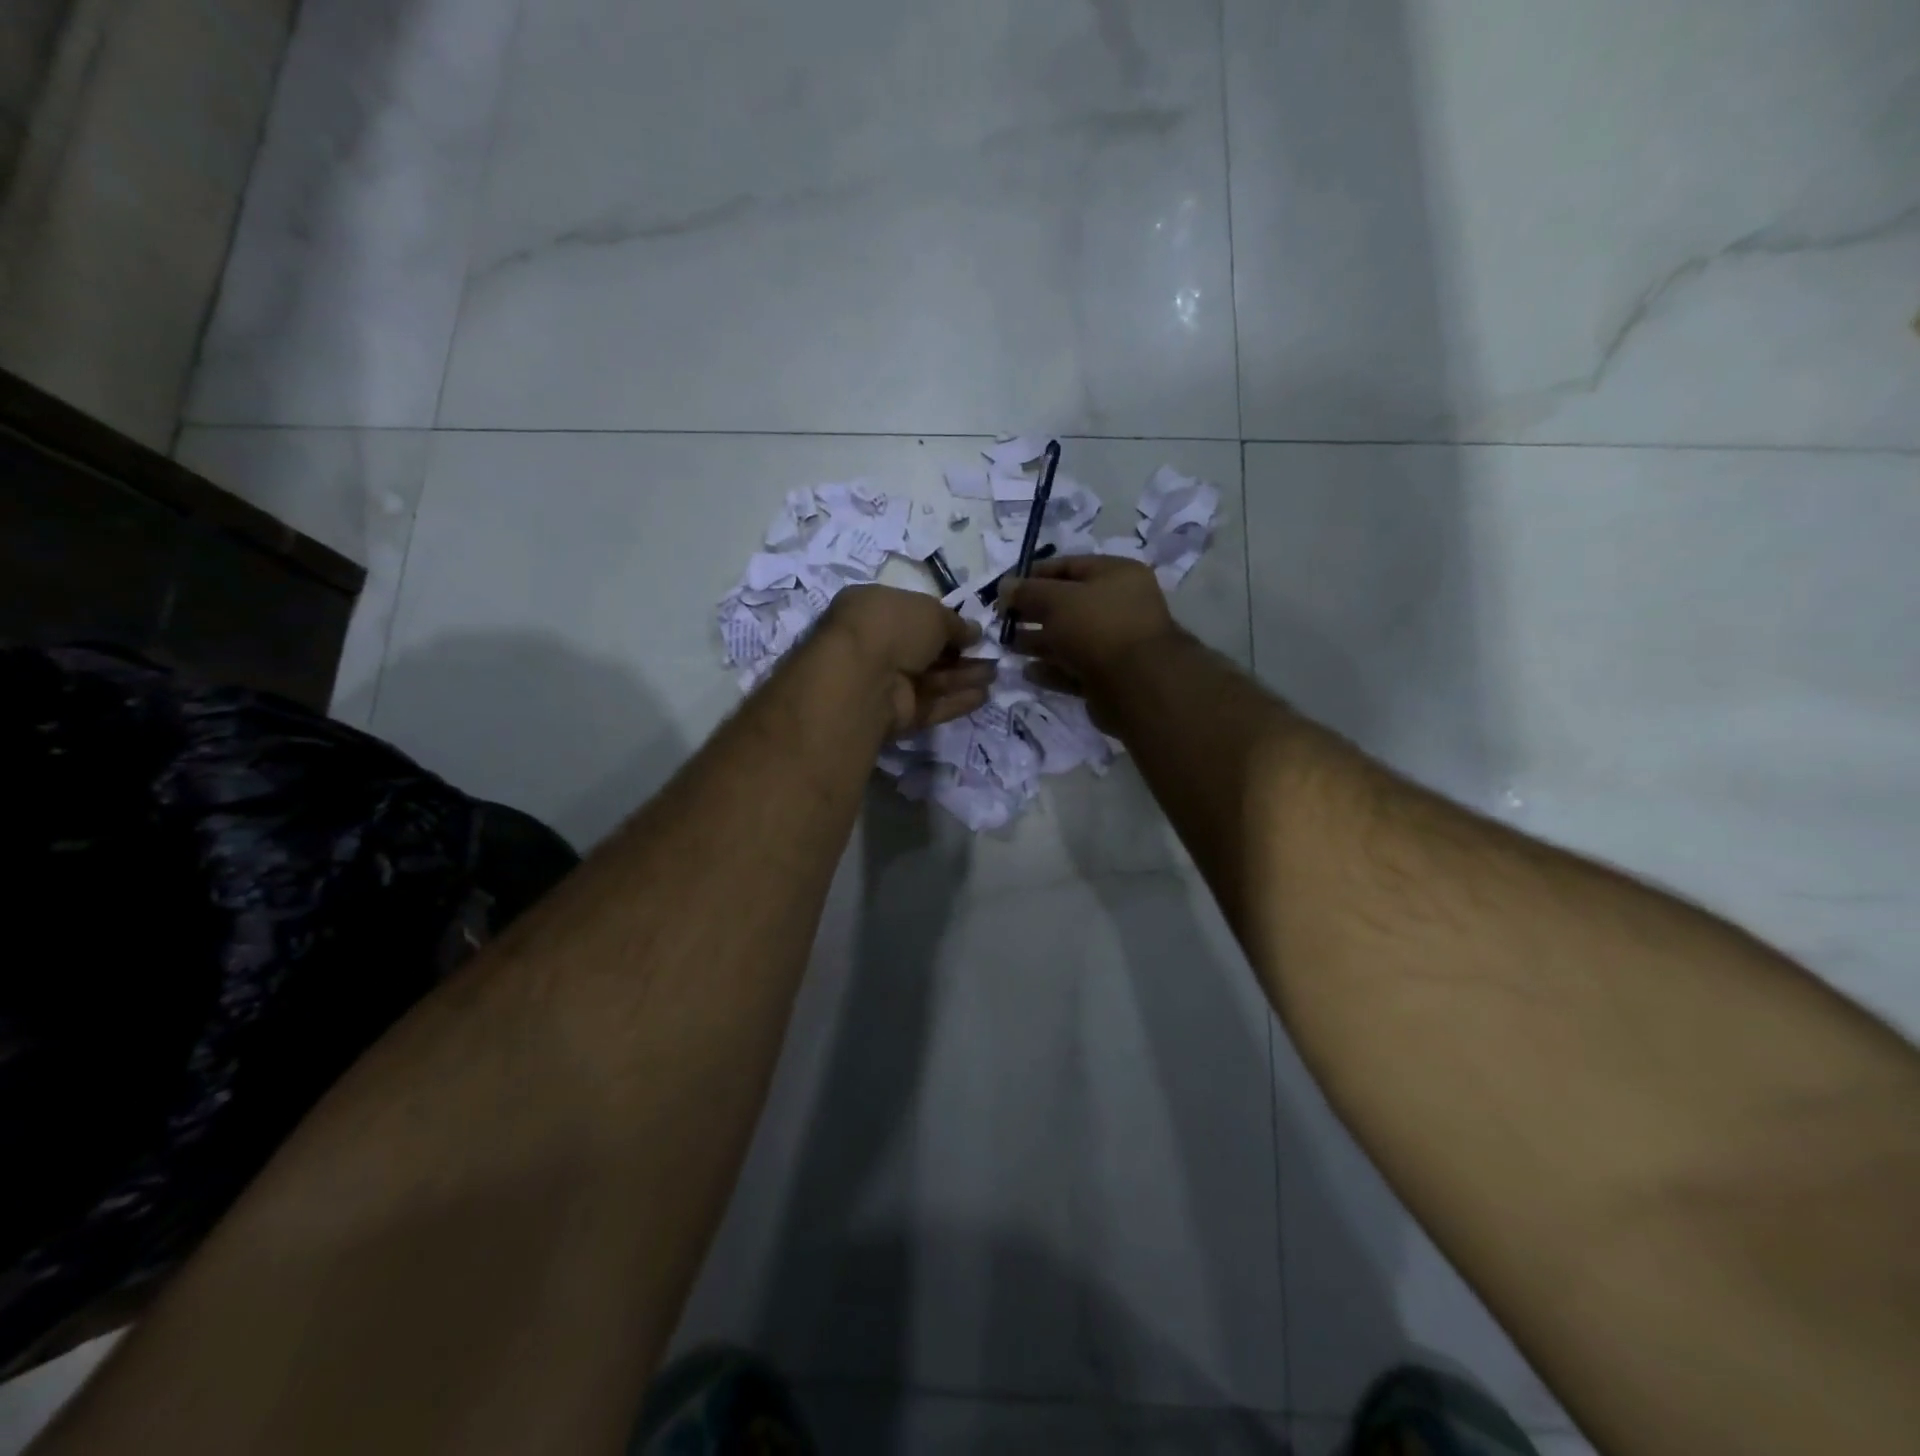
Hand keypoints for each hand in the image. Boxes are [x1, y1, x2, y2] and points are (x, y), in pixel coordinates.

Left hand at [821, 584, 994, 734]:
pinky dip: (955, 701)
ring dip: (963, 676)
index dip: (943, 622)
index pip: (911, 615)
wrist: (862, 678)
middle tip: (991, 654)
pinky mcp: (895, 715)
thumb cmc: (893, 627)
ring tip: (995, 674)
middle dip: (959, 653)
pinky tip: (983, 696)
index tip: (971, 629)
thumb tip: (973, 632)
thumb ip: (955, 623)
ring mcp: (884, 683)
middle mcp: (875, 645)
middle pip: (924, 650)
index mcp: (873, 610)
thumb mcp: (931, 611)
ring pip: (931, 679)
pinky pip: (930, 706)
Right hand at [996, 556, 1185, 712]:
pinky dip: (1051, 670)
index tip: (1004, 588)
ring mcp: (1115, 644)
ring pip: (1068, 639)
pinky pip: (1073, 669)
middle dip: (1033, 611)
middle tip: (1001, 620)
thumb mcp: (1057, 600)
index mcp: (1116, 575)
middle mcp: (1119, 606)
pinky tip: (1027, 671)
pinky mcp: (1108, 677)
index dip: (1034, 574)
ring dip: (1037, 641)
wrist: (1137, 685)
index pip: (1069, 566)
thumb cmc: (1097, 627)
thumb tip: (1005, 586)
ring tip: (1007, 646)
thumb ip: (1028, 592)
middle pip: (1067, 604)